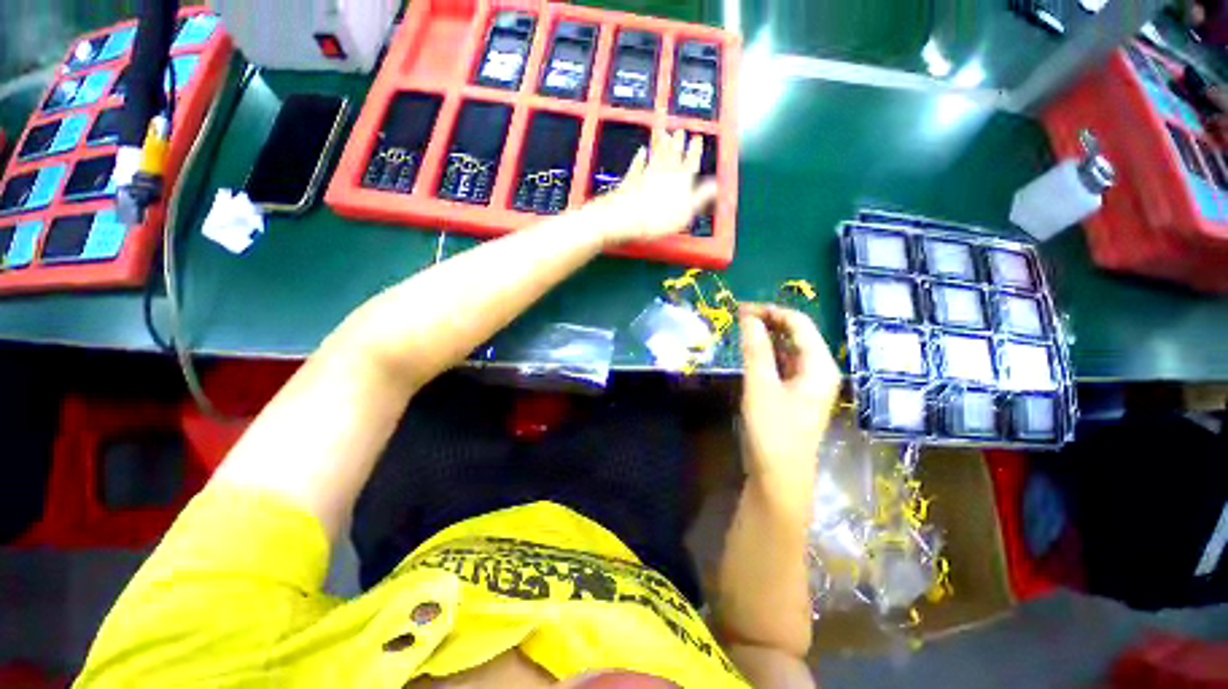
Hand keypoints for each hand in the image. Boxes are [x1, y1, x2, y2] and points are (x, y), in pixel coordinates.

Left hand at [595, 128, 718, 244]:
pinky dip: (640, 157)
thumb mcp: (686, 212)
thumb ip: (700, 197)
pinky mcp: (631, 179)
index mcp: (681, 180)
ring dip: (662, 144)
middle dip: (678, 142)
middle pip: (673, 153)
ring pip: (656, 154)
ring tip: (665, 133)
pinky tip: (641, 151)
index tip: (697, 138)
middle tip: (681, 131)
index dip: (694, 150)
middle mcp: (665, 172)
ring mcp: (646, 173)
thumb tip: (715, 186)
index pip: (691, 161)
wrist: (627, 216)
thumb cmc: (659, 218)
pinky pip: (637, 164)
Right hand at [738, 304, 840, 505]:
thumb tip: (748, 317)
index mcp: (819, 366)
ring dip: (767, 336)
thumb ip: (756, 349)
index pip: (799, 323)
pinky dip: (768, 354)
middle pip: (797, 334)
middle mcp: (819, 370)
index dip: (770, 311)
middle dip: (769, 321)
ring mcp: (809, 383)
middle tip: (738, 317)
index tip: (740, 308)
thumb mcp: (760, 386)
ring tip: (742, 329)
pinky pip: (784, 364)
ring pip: (789, 349)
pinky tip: (752, 353)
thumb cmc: (772, 431)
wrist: (779, 477)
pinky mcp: (796, 394)